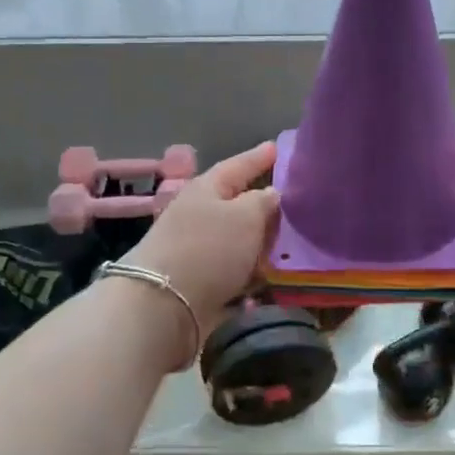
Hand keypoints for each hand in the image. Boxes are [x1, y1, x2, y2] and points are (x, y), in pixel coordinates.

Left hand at [126, 140, 279, 343]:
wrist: (162, 306)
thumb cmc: (208, 249)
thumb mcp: (245, 216)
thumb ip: (263, 202)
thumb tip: (270, 194)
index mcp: (206, 189)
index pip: (237, 166)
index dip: (258, 158)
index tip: (276, 148)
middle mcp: (198, 215)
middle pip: (235, 204)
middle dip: (262, 204)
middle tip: (292, 202)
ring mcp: (195, 250)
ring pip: (236, 239)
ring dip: (259, 242)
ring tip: (288, 246)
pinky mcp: (197, 282)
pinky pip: (232, 270)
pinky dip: (250, 272)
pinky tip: (269, 278)